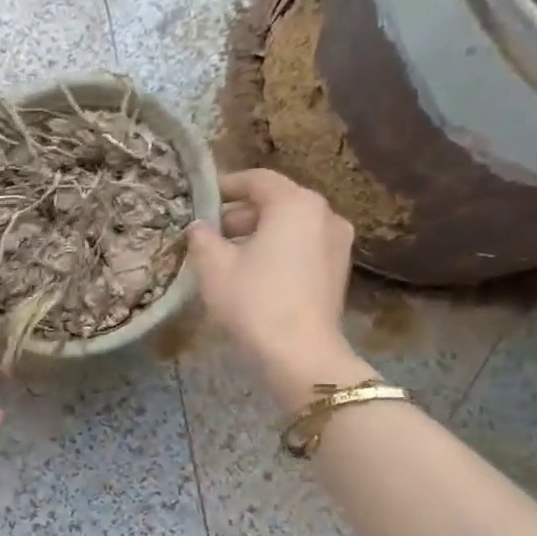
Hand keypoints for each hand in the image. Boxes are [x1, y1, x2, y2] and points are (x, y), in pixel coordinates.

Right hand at [186, 168, 376, 407]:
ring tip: (226, 256)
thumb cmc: (254, 301)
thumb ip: (202, 238)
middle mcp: (324, 215)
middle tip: (208, 233)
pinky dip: (277, 251)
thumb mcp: (214, 267)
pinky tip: (252, 274)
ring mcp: (337, 244)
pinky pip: (302, 248)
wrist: (300, 355)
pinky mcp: (338, 271)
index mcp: (295, 204)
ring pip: (290, 227)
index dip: (226, 185)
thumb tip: (198, 227)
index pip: (257, 180)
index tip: (201, 197)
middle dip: (240, 214)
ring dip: (258, 234)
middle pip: (276, 202)